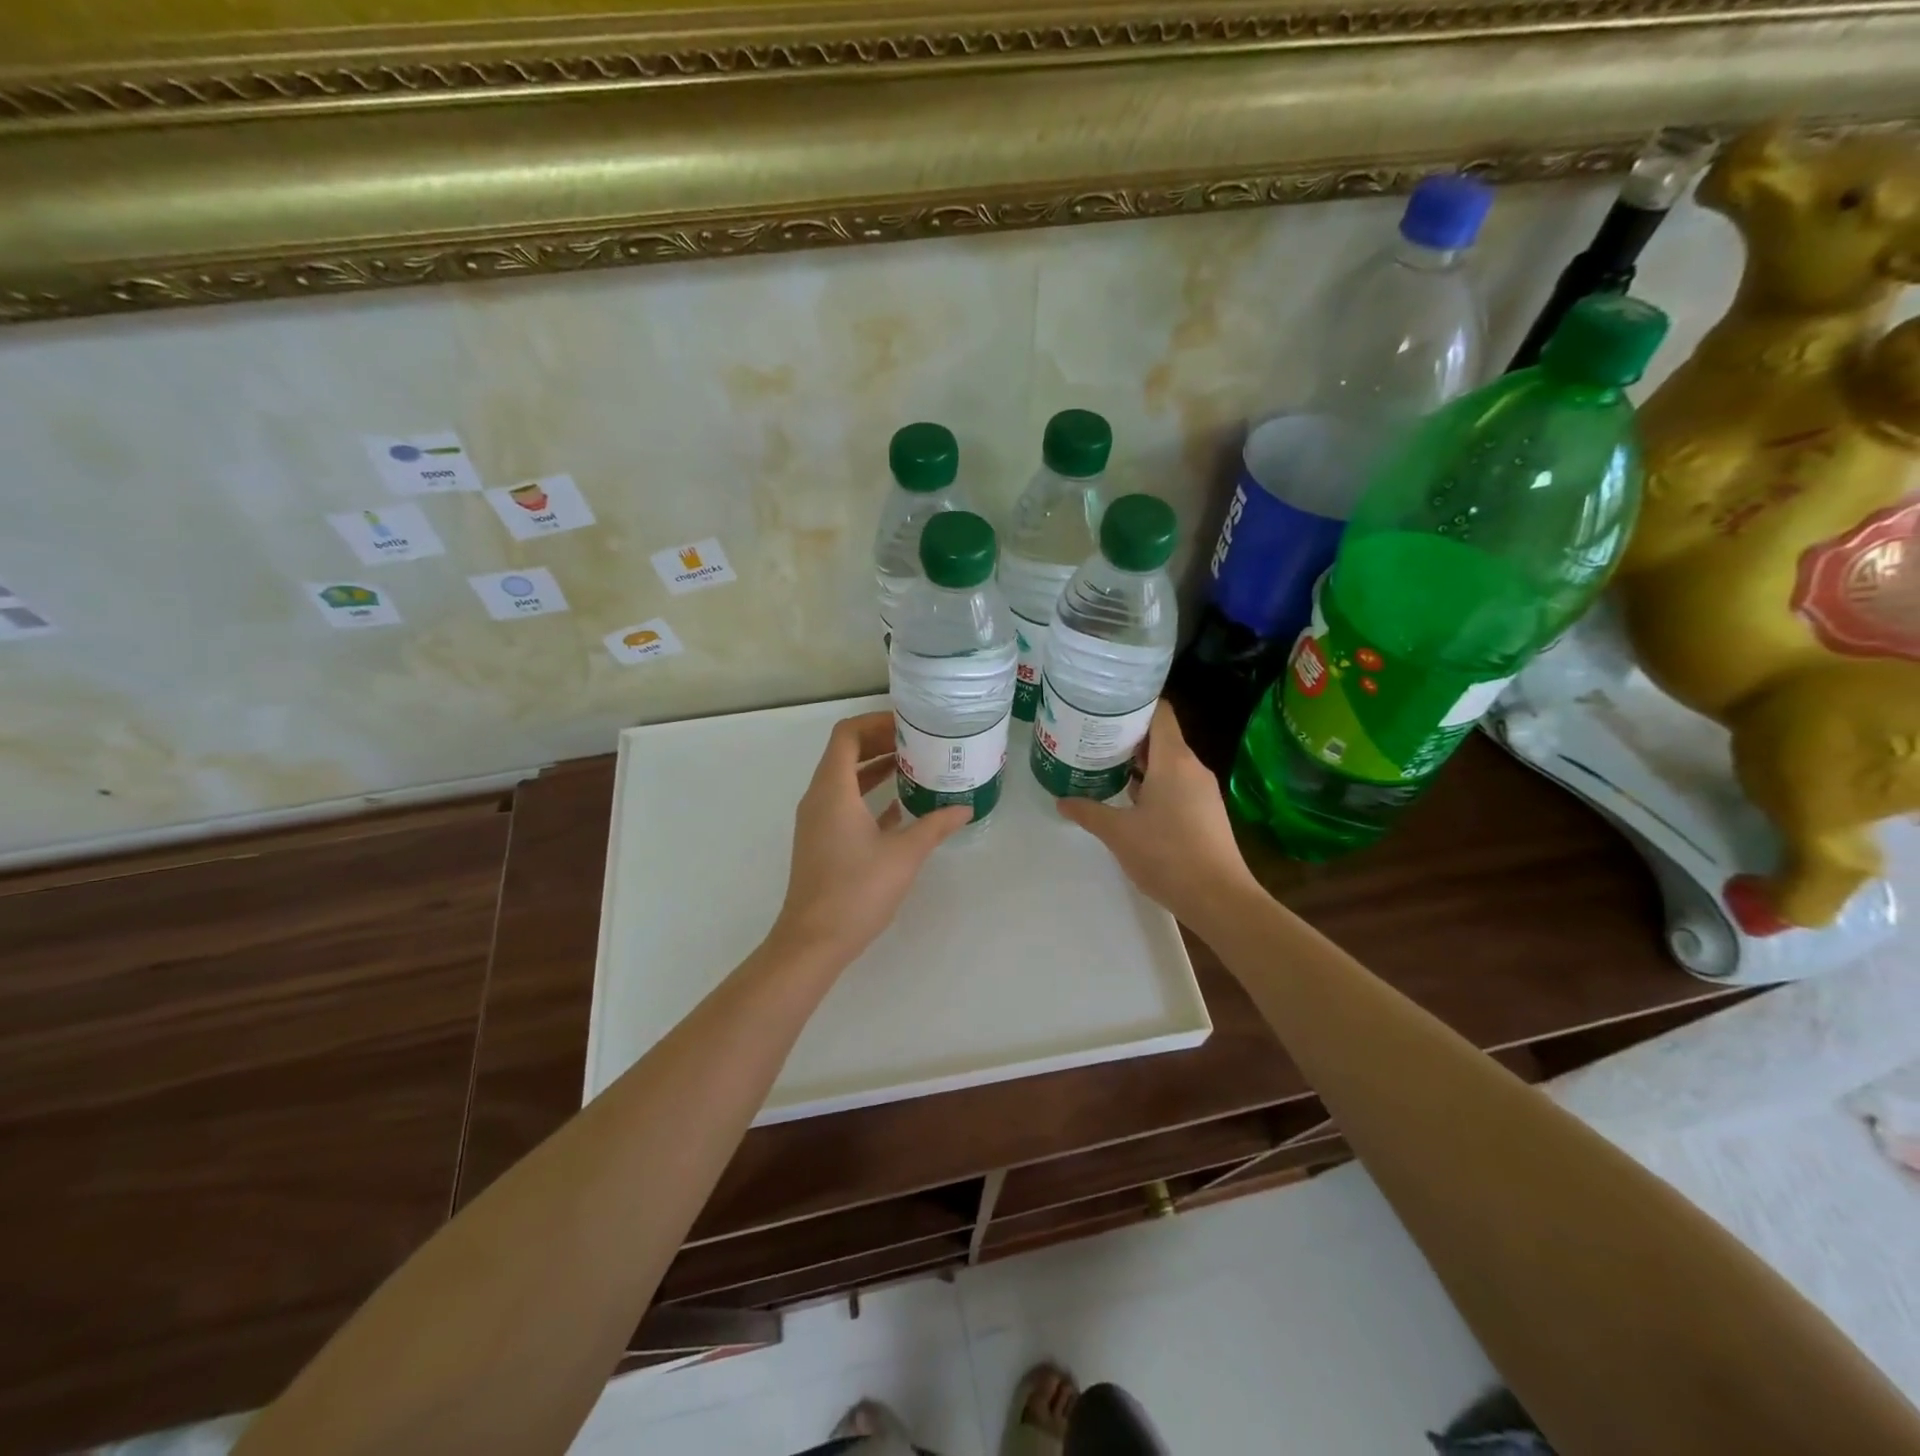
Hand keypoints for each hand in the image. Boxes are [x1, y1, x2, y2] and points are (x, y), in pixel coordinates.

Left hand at [768, 711, 969, 966]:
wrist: (814, 941)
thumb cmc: (857, 890)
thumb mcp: (904, 855)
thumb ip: (934, 826)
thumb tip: (964, 808)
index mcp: (833, 789)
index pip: (847, 735)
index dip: (876, 722)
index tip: (909, 725)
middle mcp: (819, 797)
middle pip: (845, 753)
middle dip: (880, 742)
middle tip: (918, 742)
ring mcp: (817, 821)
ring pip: (844, 779)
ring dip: (875, 768)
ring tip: (915, 767)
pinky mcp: (821, 841)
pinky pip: (844, 803)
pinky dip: (868, 795)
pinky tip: (900, 806)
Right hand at [1055, 700, 1258, 926]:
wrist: (1219, 898)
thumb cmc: (1167, 855)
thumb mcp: (1118, 833)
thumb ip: (1088, 812)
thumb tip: (1061, 800)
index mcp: (1174, 760)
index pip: (1160, 711)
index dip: (1134, 704)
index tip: (1104, 706)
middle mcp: (1192, 767)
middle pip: (1161, 736)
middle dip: (1128, 735)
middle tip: (1093, 737)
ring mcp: (1203, 790)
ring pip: (1168, 762)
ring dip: (1139, 763)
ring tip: (1105, 766)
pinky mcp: (1206, 812)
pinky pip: (1177, 784)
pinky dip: (1153, 783)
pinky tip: (1130, 800)